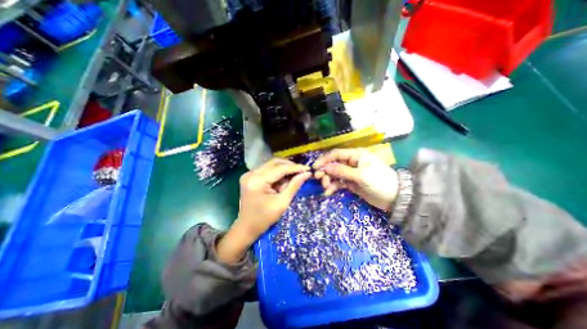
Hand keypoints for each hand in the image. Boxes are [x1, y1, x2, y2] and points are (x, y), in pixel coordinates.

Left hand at [216, 158, 310, 263]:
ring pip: (271, 165)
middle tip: (301, 172)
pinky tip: (281, 181)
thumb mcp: (282, 203)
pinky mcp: (249, 176)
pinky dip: (276, 173)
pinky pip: (266, 170)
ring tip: (291, 178)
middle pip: (274, 162)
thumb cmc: (264, 219)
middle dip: (289, 166)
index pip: (280, 169)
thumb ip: (294, 186)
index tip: (308, 169)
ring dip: (283, 169)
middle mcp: (251, 174)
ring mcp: (248, 174)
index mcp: (258, 181)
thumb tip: (306, 173)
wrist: (246, 227)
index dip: (295, 168)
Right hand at [312, 148, 398, 211]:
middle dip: (325, 171)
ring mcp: (351, 173)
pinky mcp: (351, 183)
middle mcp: (351, 162)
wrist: (395, 198)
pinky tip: (328, 192)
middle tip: (320, 179)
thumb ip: (342, 171)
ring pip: (335, 174)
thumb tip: (325, 167)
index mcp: (355, 155)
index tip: (315, 167)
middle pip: (333, 164)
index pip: (336, 154)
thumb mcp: (361, 175)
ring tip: (325, 187)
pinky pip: (339, 183)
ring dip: (328, 180)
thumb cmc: (379, 182)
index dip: (324, 160)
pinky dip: (333, 187)